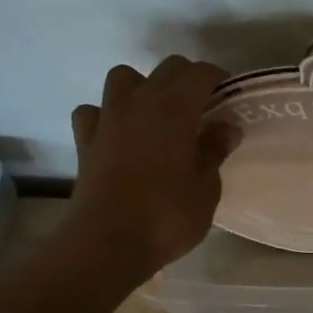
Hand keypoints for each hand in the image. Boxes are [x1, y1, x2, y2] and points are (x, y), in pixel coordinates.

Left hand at [65, 56, 235, 278]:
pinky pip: (93, 112)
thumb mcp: (206, 189)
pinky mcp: (85, 141)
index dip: (218, 78)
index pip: (200, 73)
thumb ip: (214, 152)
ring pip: (123, 77)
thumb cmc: (166, 217)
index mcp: (175, 108)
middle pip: (166, 68)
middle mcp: (140, 102)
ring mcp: (108, 119)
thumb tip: (226, 128)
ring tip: (155, 114)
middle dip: (187, 79)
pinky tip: (117, 135)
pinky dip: (105, 116)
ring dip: (141, 87)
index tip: (228, 97)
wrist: (106, 244)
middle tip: (201, 107)